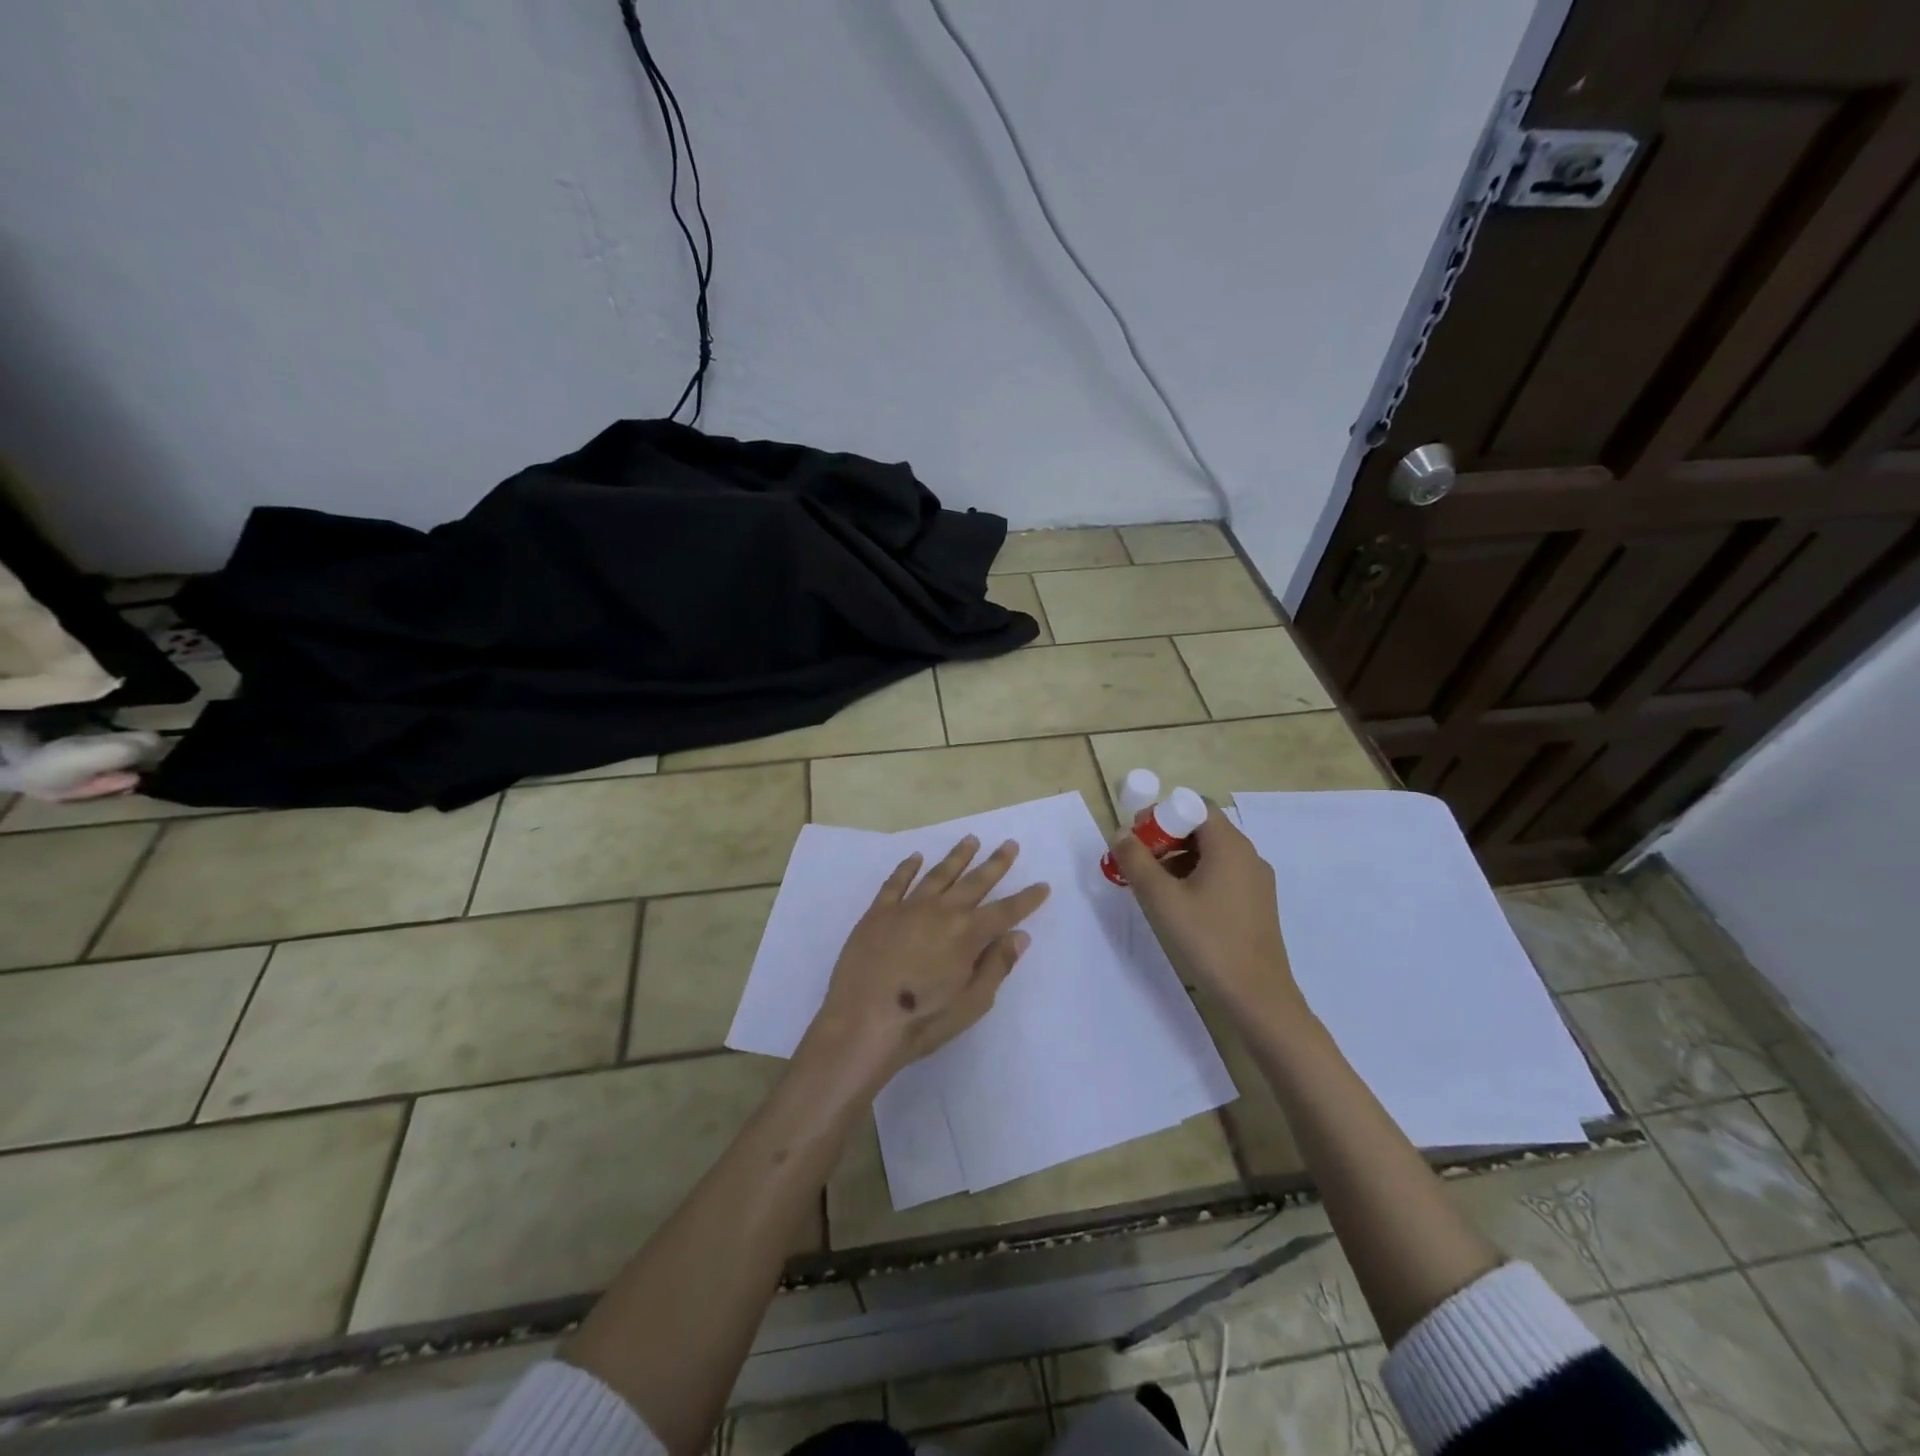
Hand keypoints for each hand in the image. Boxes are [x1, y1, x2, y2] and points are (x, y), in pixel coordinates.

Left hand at [802, 835, 1050, 1084]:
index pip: (1006, 911)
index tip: (1043, 884)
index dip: (1027, 899)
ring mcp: (908, 908)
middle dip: (996, 863)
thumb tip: (1019, 936)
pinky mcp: (878, 912)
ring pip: (939, 874)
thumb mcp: (972, 1003)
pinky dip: (908, 867)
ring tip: (971, 840)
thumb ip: (997, 966)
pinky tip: (916, 857)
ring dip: (957, 856)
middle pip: (975, 882)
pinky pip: (896, 882)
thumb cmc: (922, 1021)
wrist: (861, 1022)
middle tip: (1010, 844)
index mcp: (968, 934)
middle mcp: (941, 911)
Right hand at [1109, 810, 1306, 1025]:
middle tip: (1138, 862)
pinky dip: (1196, 877)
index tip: (1137, 838)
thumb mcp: (1161, 899)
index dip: (1162, 815)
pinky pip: (1222, 874)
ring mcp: (1256, 880)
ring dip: (1178, 859)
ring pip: (1211, 853)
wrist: (1257, 995)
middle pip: (1202, 828)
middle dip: (1166, 838)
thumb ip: (1136, 861)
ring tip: (1152, 886)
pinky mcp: (1257, 903)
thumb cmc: (1207, 939)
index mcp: (1229, 845)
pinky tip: (1178, 905)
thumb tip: (1121, 834)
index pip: (1194, 806)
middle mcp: (1248, 854)